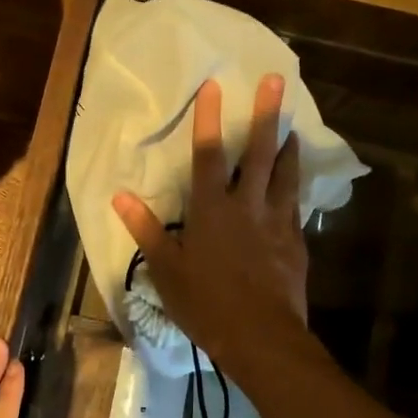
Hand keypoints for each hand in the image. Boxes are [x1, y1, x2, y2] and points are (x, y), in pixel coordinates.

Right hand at [111, 75, 308, 373]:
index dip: (209, 118)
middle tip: (277, 81)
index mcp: (210, 209)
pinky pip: (296, 202)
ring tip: (293, 124)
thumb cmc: (205, 303)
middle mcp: (246, 205)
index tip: (215, 85)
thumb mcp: (165, 269)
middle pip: (258, 152)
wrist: (260, 336)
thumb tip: (119, 195)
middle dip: (267, 114)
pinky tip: (298, 178)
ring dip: (288, 144)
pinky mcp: (295, 239)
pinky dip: (296, 184)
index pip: (208, 154)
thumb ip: (145, 229)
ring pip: (285, 172)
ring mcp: (276, 220)